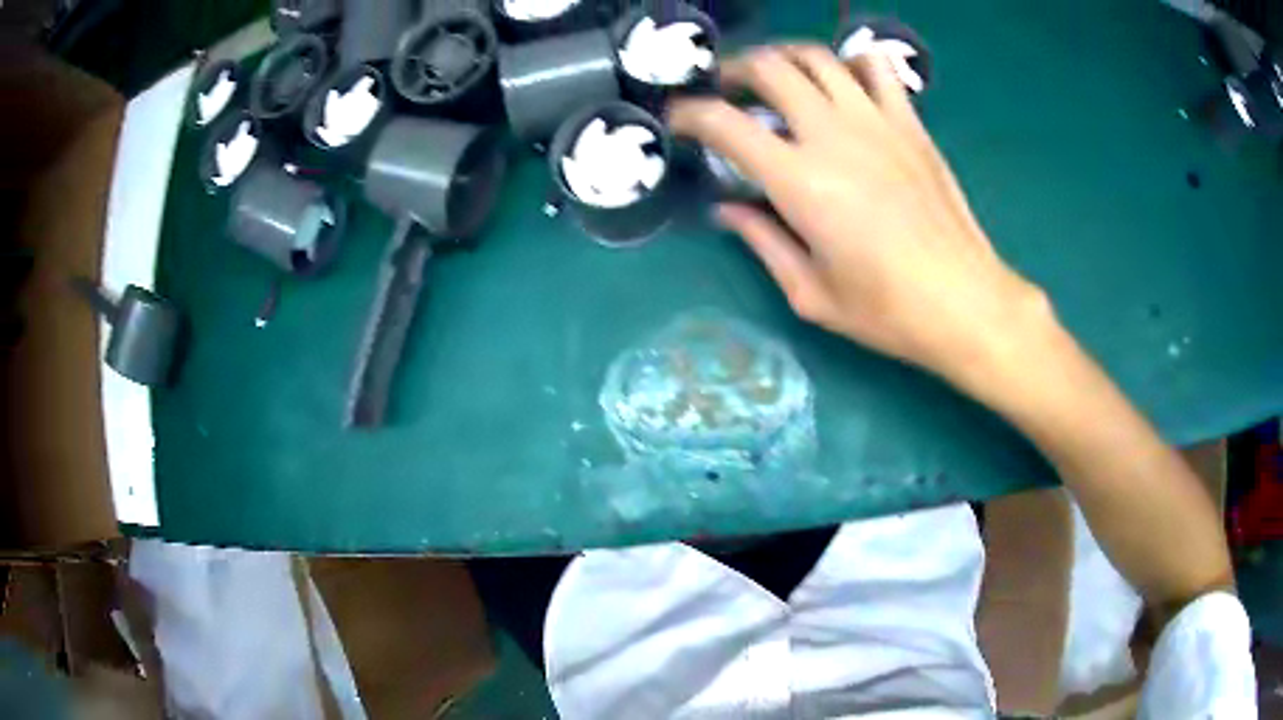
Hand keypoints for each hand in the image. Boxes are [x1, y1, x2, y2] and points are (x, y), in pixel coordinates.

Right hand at [669, 46, 1049, 387]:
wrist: (964, 302)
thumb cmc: (886, 310)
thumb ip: (762, 241)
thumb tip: (727, 208)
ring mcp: (876, 121)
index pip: (724, 123)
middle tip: (724, 91)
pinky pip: (875, 67)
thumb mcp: (810, 292)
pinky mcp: (909, 123)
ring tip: (774, 78)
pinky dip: (849, 62)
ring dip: (784, 58)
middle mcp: (833, 135)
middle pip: (768, 68)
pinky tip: (841, 82)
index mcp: (799, 182)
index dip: (688, 114)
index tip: (678, 120)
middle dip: (732, 71)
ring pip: (817, 57)